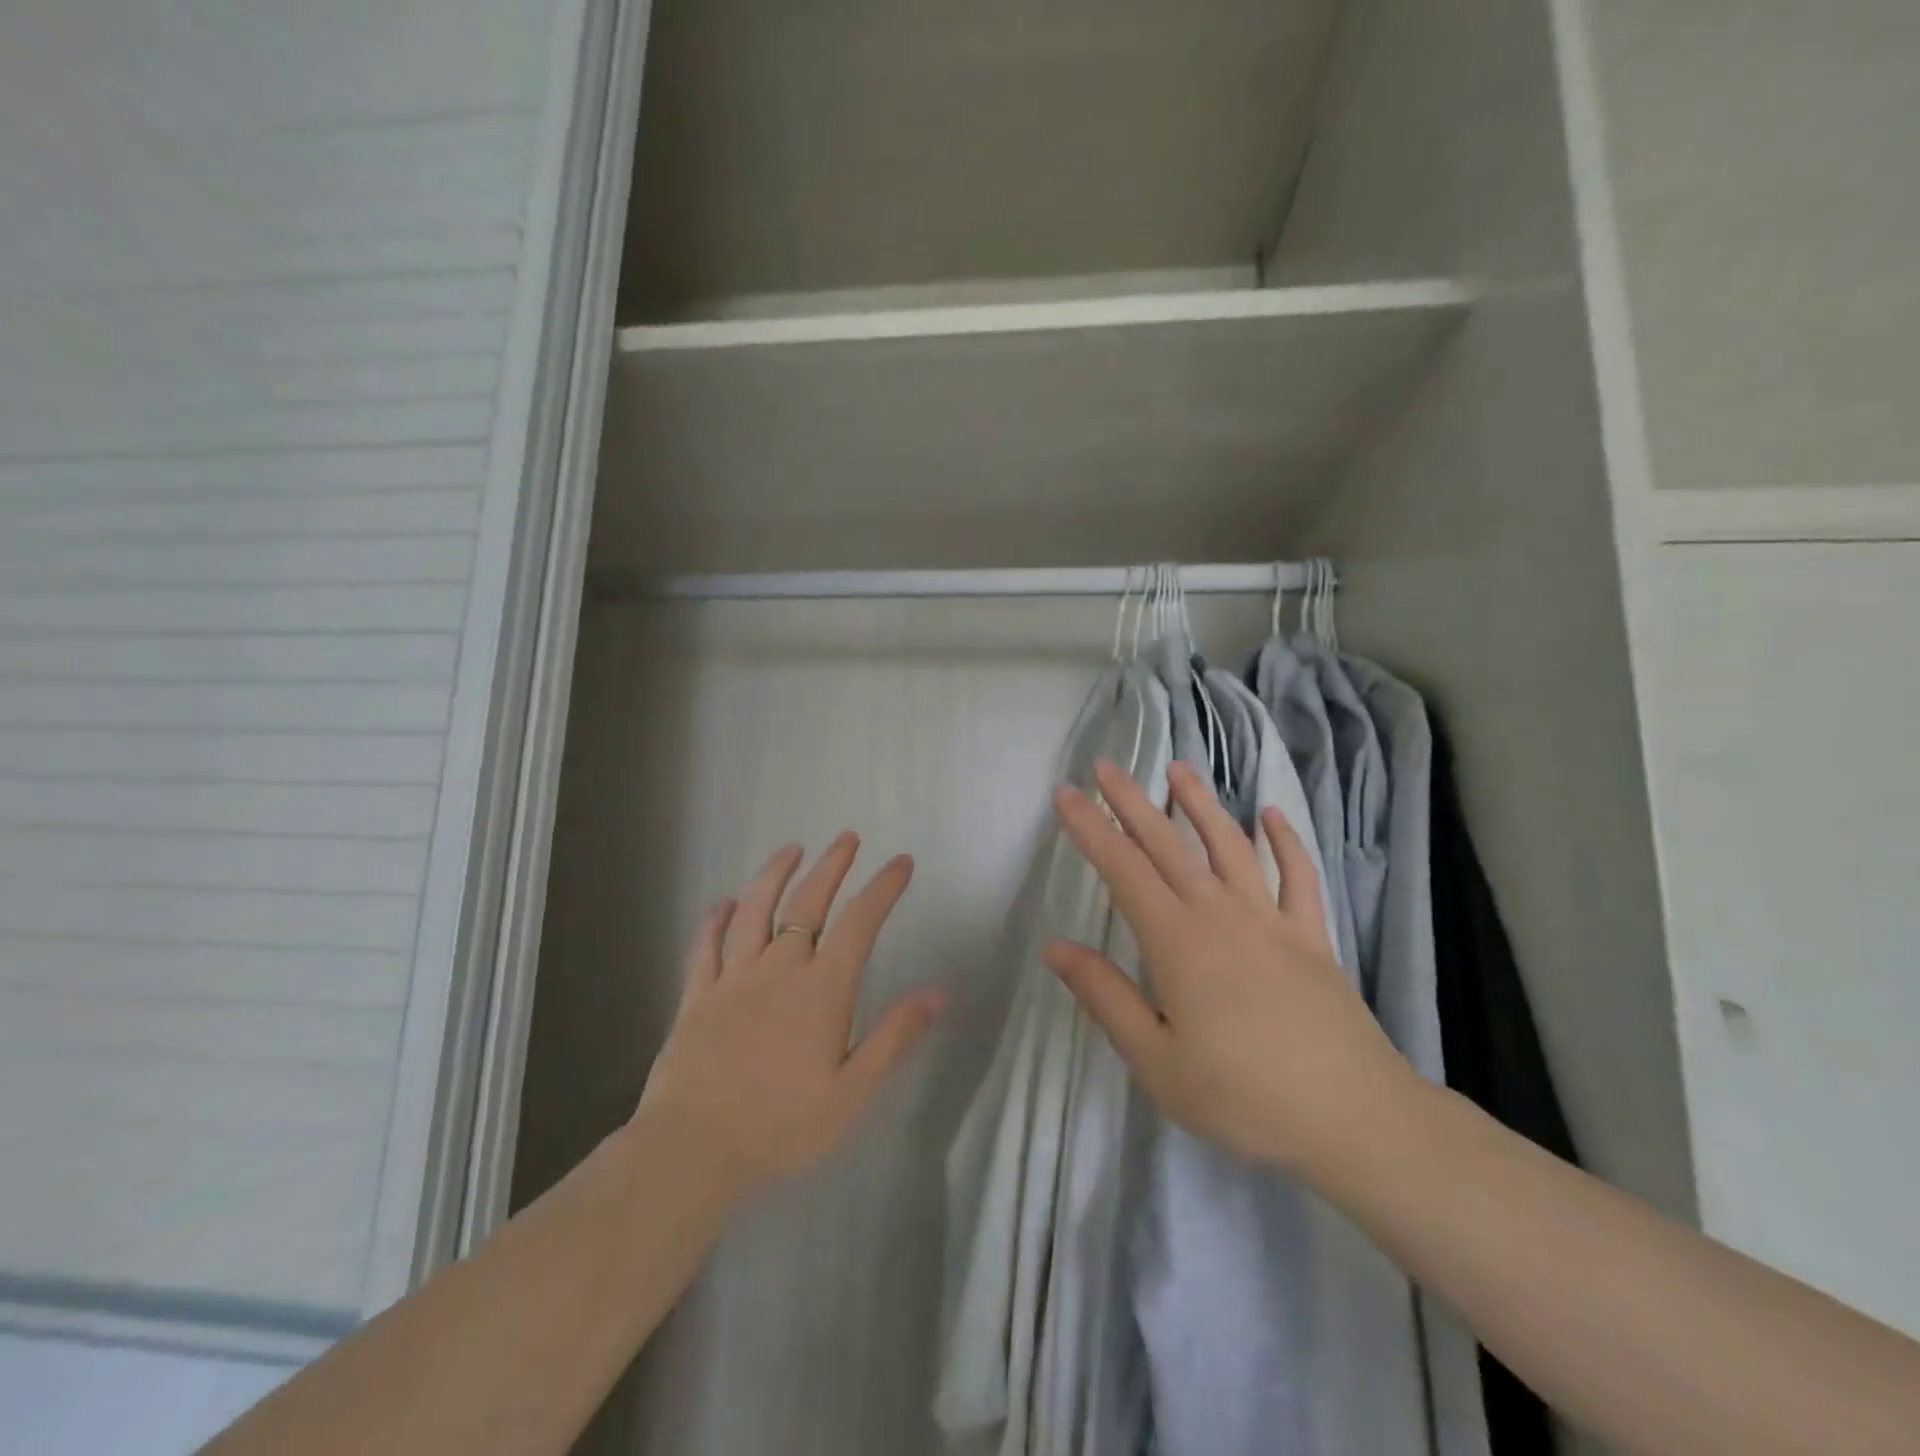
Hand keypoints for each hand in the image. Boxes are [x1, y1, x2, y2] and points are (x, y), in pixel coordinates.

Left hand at [635, 834, 942, 1200]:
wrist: (693, 1149)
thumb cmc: (782, 1125)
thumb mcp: (852, 1092)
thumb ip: (894, 1038)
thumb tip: (938, 992)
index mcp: (822, 989)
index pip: (860, 922)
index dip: (883, 887)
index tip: (901, 862)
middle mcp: (779, 969)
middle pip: (808, 903)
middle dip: (831, 866)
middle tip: (846, 838)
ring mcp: (733, 979)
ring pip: (755, 911)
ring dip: (774, 875)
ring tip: (790, 850)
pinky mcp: (697, 996)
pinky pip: (706, 947)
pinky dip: (715, 920)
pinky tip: (722, 903)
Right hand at [1044, 759, 1417, 1172]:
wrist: (1355, 1119)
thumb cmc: (1244, 1097)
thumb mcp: (1156, 1061)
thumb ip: (1105, 997)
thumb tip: (1055, 947)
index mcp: (1178, 942)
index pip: (1122, 869)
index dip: (1090, 828)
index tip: (1066, 793)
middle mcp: (1221, 915)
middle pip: (1168, 844)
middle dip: (1131, 802)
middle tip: (1105, 765)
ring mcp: (1271, 920)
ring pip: (1230, 845)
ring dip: (1201, 803)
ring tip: (1178, 769)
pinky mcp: (1311, 936)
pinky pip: (1297, 876)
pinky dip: (1285, 841)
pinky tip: (1271, 815)